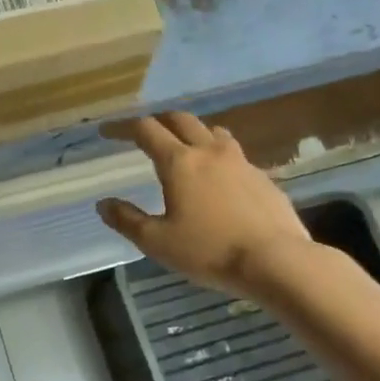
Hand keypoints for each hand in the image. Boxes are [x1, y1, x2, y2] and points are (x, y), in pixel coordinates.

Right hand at [98, 112, 314, 296]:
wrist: (276, 260)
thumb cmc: (208, 251)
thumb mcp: (157, 242)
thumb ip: (127, 220)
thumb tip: (103, 204)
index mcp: (179, 162)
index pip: (146, 130)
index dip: (123, 127)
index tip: (107, 131)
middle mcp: (210, 152)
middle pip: (181, 120)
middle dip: (159, 121)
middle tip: (145, 132)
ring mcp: (241, 162)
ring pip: (213, 132)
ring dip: (193, 133)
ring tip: (184, 148)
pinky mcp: (263, 178)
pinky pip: (235, 155)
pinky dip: (218, 156)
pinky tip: (218, 179)